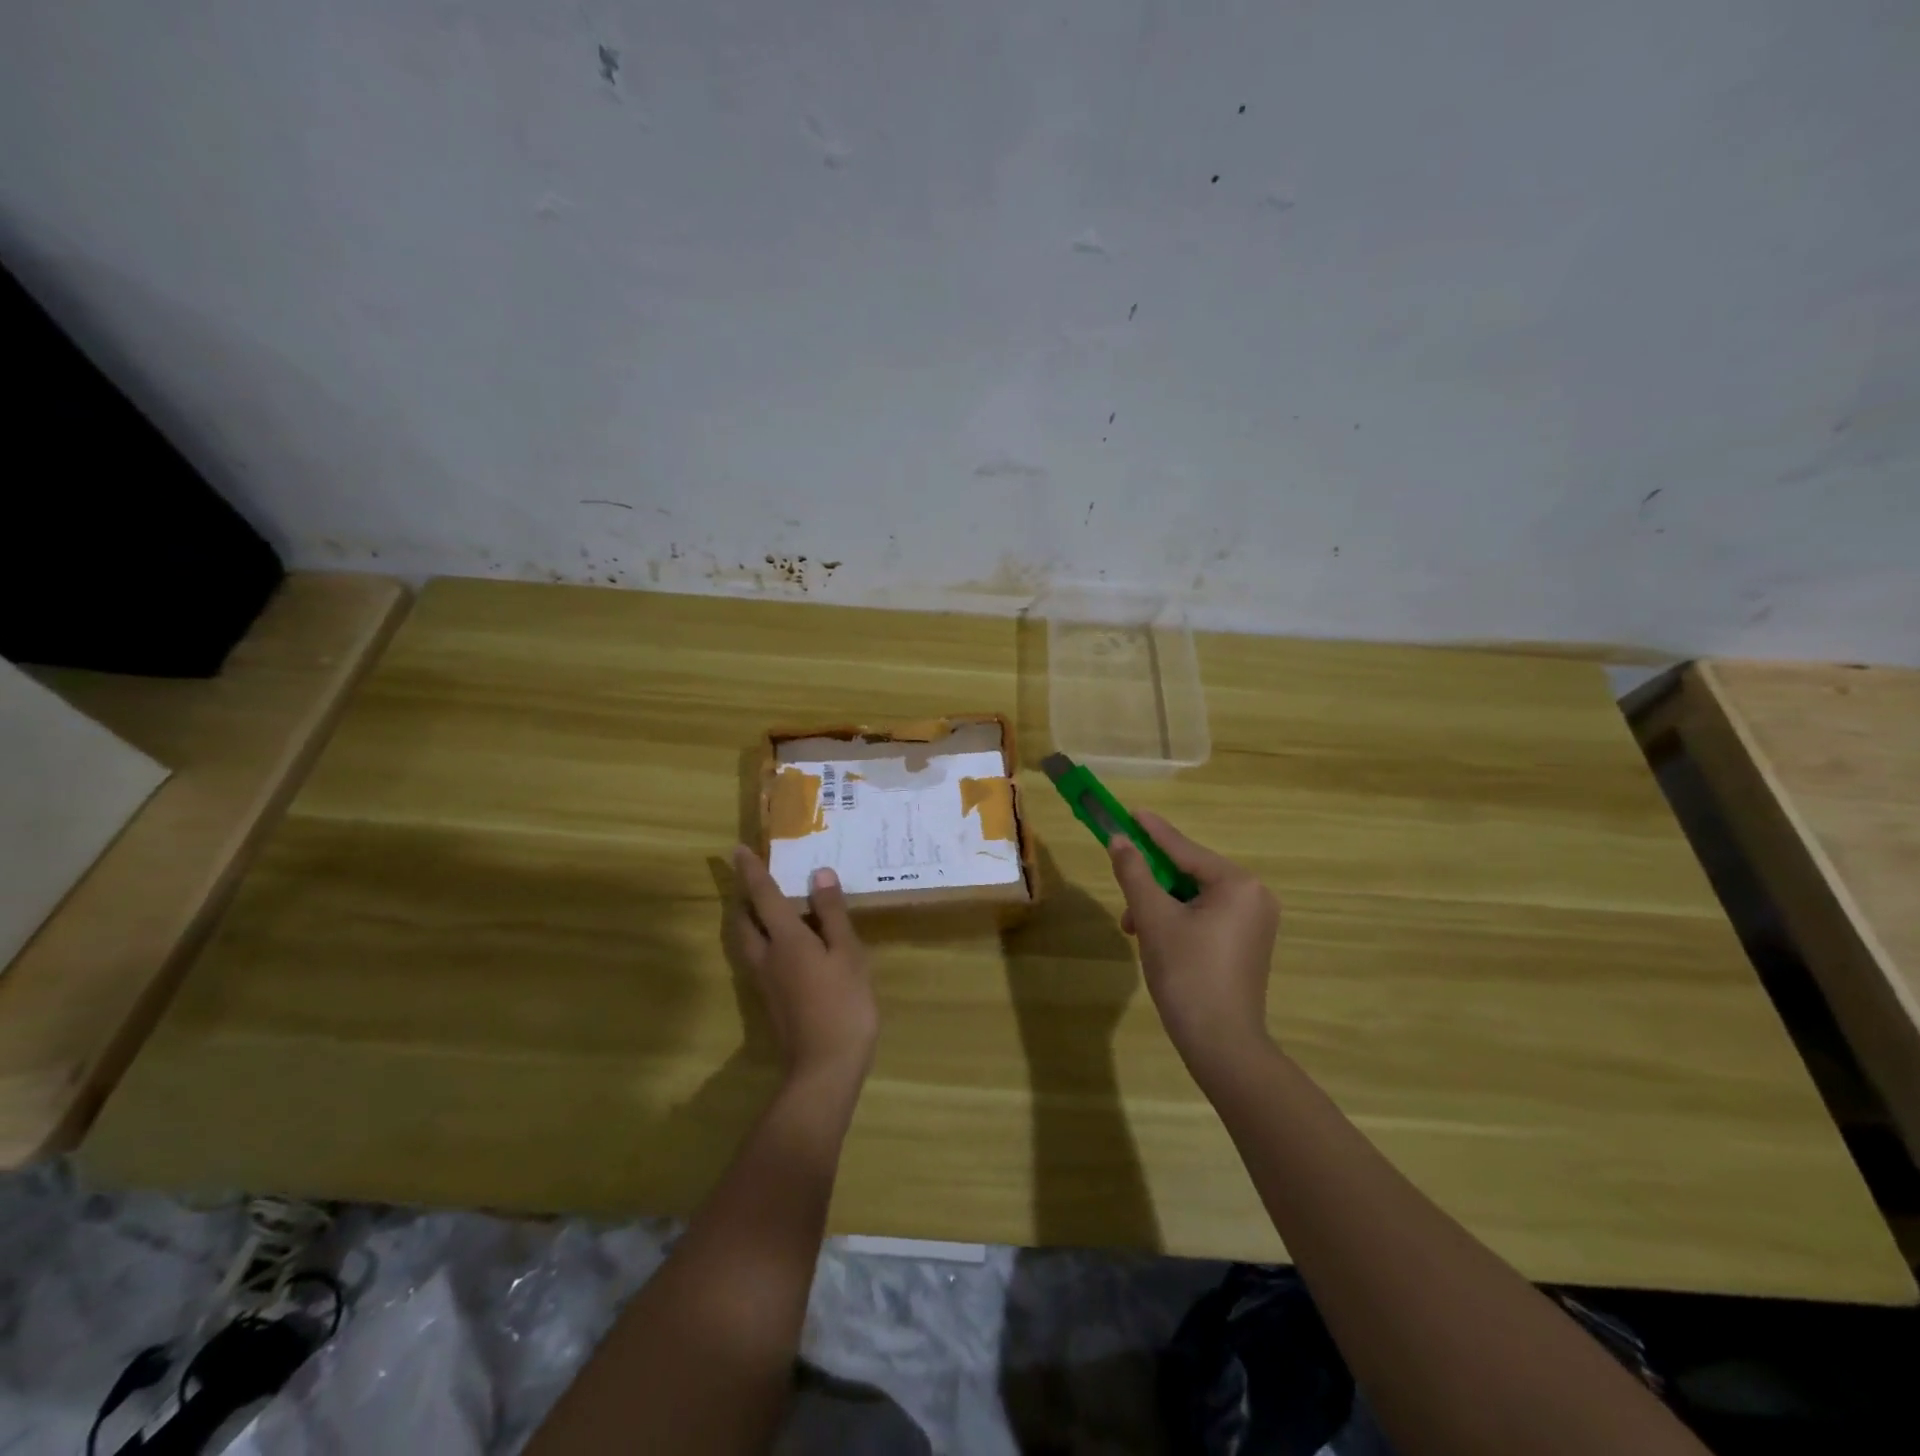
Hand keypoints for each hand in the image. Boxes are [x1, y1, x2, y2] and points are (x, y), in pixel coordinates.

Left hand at [731, 848, 878, 1090]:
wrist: (824, 1067)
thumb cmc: (843, 1004)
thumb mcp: (847, 953)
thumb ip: (832, 913)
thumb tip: (819, 874)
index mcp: (786, 939)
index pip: (763, 896)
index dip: (751, 872)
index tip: (737, 850)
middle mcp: (767, 956)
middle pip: (744, 921)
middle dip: (744, 898)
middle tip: (754, 880)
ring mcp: (765, 981)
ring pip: (748, 941)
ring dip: (750, 920)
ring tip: (768, 907)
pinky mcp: (772, 1000)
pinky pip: (759, 958)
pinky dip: (764, 940)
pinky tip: (787, 945)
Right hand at [1107, 813, 1279, 1077]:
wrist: (1222, 1045)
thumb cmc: (1187, 974)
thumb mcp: (1153, 919)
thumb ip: (1135, 873)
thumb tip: (1119, 840)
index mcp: (1237, 884)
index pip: (1184, 849)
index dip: (1152, 831)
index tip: (1129, 812)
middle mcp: (1254, 896)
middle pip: (1189, 873)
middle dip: (1152, 883)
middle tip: (1124, 896)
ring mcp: (1255, 922)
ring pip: (1194, 897)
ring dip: (1161, 906)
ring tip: (1135, 929)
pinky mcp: (1248, 943)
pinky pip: (1207, 916)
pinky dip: (1178, 920)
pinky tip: (1156, 940)